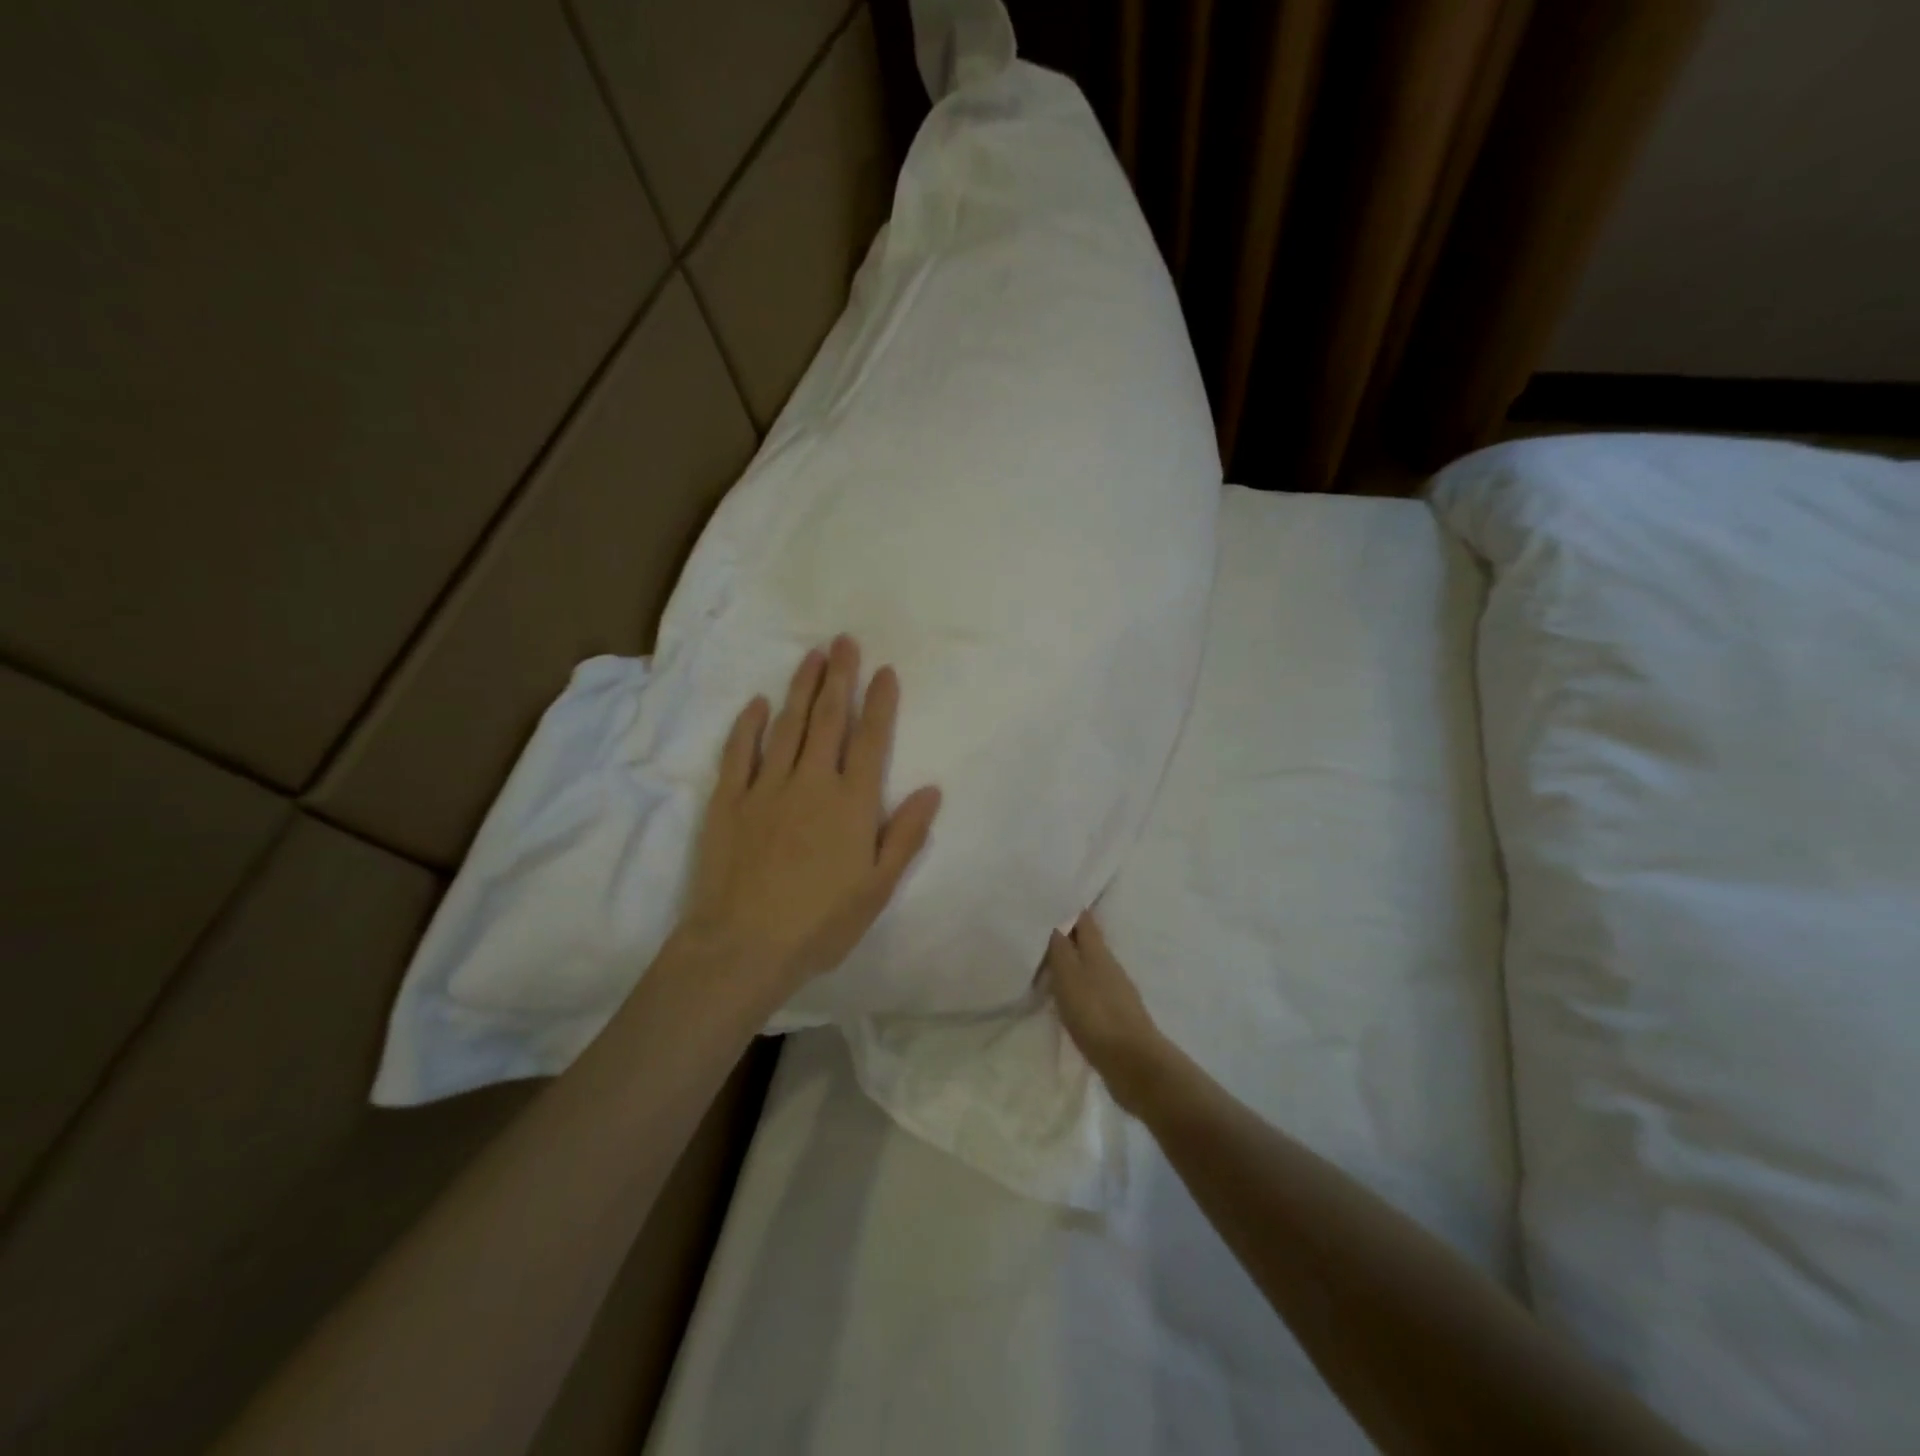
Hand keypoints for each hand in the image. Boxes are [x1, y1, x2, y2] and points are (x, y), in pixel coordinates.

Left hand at [677, 635, 941, 1000]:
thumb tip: (932, 790)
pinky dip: (749, 725)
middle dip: (839, 677)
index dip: (879, 703)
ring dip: (800, 688)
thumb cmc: (820, 923)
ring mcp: (765, 787)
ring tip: (811, 656)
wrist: (743, 946)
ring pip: (786, 726)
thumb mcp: (878, 888)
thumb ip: (905, 836)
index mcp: (851, 803)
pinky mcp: (728, 800)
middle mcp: (811, 783)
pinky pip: (739, 752)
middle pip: (828, 719)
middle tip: (843, 641)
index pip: (871, 740)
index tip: (884, 670)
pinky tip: (758, 703)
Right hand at [1045, 913, 1170, 1112]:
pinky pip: (1090, 990)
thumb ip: (1061, 948)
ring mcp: (1115, 992)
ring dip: (1070, 961)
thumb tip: (1055, 920)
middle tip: (1039, 927)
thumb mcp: (1070, 976)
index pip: (1084, 920)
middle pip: (1087, 942)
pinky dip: (1075, 986)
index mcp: (1099, 952)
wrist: (1133, 1064)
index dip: (1069, 907)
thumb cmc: (1096, 1014)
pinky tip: (1063, 995)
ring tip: (1045, 960)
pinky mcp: (1114, 1017)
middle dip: (1067, 933)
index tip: (1052, 896)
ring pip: (1088, 966)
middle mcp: (1109, 966)